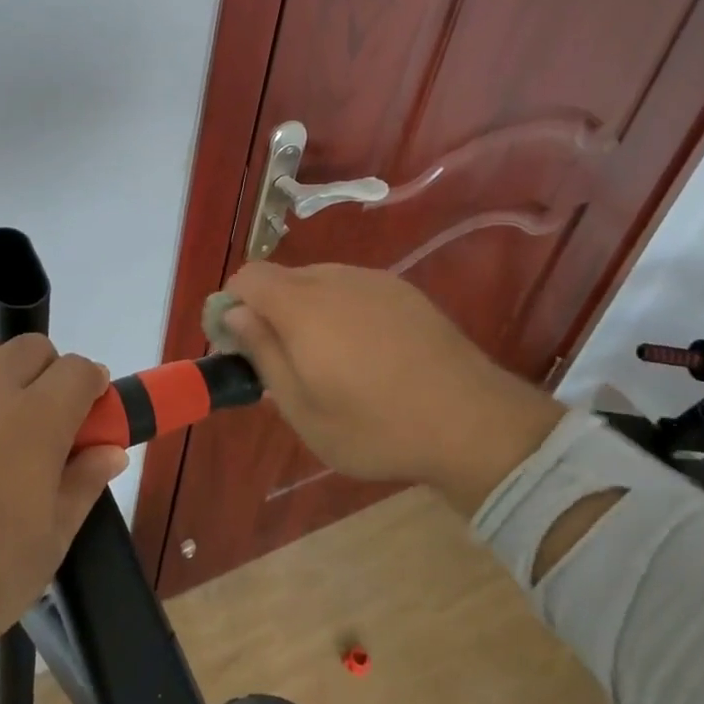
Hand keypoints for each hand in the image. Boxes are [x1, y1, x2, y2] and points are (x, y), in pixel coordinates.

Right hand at [221, 262, 563, 514]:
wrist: (472, 422)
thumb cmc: (376, 427)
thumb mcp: (303, 410)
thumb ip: (263, 354)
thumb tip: (234, 314)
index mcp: (302, 306)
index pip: (247, 277)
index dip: (232, 305)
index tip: (240, 345)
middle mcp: (335, 279)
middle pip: (282, 278)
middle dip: (270, 312)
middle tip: (287, 363)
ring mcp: (373, 280)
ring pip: (319, 282)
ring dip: (308, 311)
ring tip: (332, 362)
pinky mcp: (404, 290)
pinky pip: (354, 289)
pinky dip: (343, 310)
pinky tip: (369, 353)